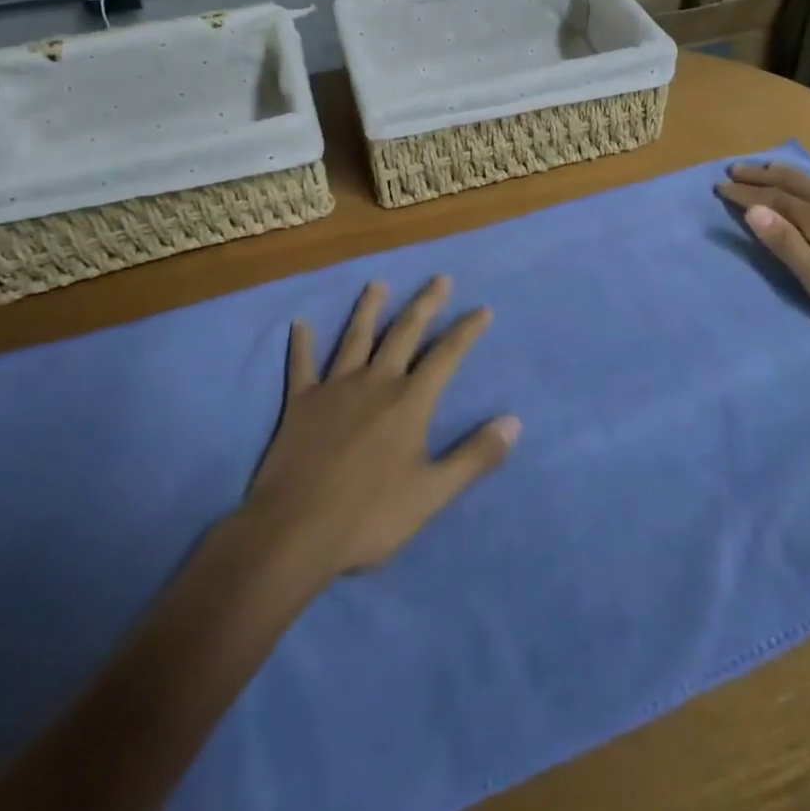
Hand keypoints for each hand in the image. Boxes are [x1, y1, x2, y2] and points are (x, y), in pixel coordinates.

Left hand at [245, 275, 519, 579]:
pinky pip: (301, 365)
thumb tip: (514, 422)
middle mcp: (375, 383)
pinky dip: (302, 344)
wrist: (295, 532)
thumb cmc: (370, 516)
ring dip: (369, 308)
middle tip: (439, 278)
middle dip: (425, 304)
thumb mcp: (433, 493)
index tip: (483, 309)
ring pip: (356, 338)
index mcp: (409, 402)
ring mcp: (334, 388)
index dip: (466, 331)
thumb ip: (474, 456)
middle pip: (404, 333)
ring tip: (378, 283)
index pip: (446, 356)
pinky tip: (300, 323)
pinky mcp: (300, 403)